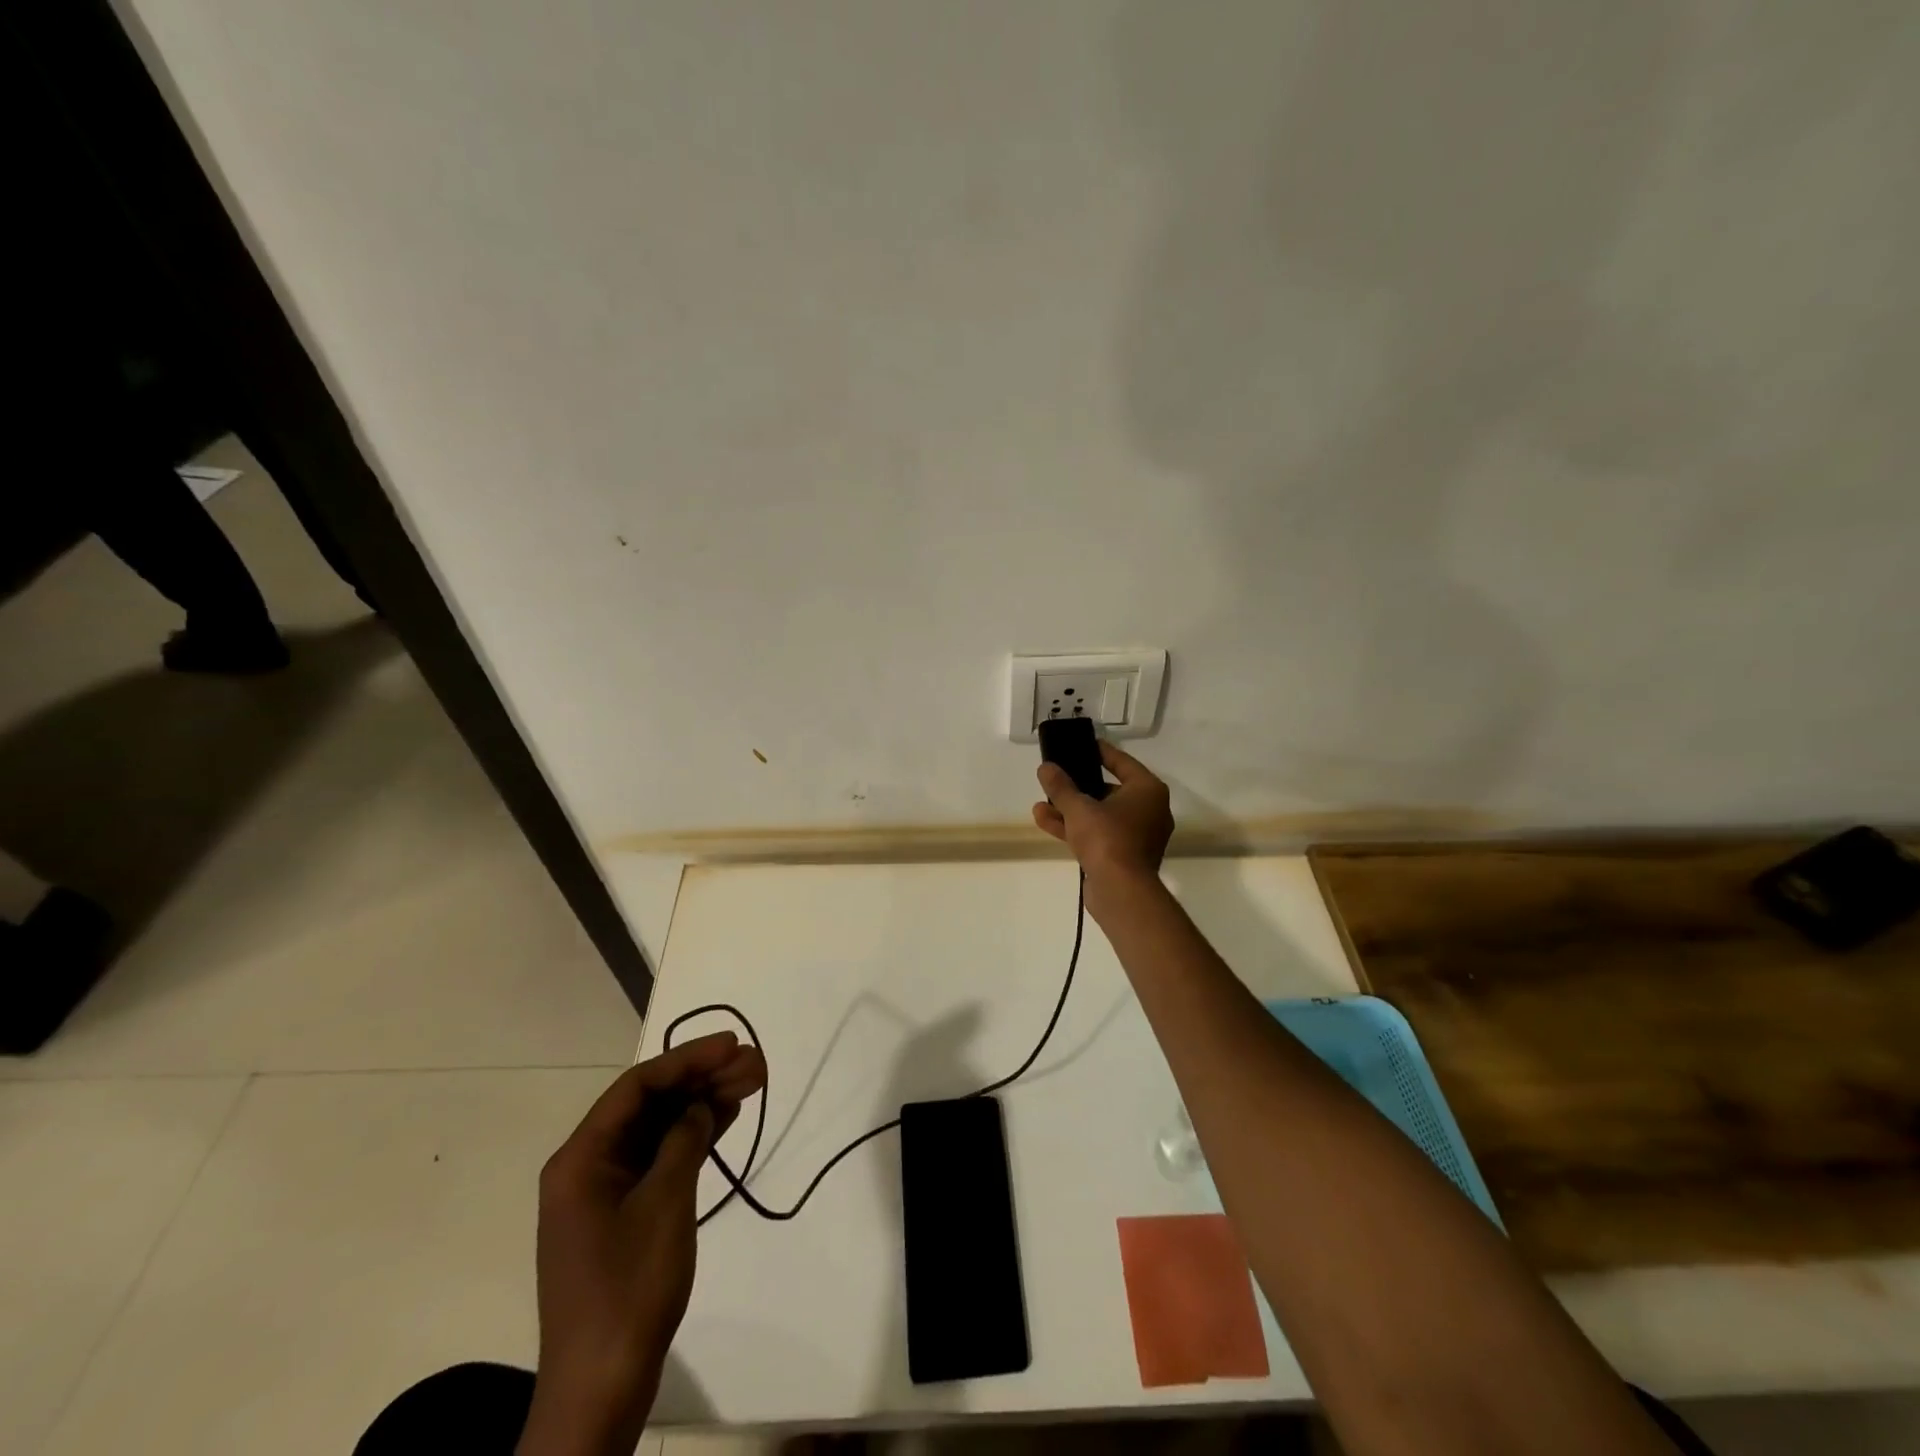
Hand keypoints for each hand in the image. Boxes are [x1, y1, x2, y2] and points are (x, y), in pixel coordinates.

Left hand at [519, 1033, 765, 1455]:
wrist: (601, 1386)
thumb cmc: (629, 1287)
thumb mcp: (665, 1203)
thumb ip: (684, 1141)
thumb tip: (700, 1105)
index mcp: (582, 1157)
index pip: (638, 1086)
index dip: (687, 1058)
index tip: (732, 1045)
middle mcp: (589, 1164)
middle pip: (651, 1103)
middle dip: (703, 1077)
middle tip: (755, 1062)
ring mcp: (607, 1189)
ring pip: (660, 1127)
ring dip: (704, 1102)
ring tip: (754, 1080)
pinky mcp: (625, 1211)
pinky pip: (662, 1156)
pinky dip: (695, 1135)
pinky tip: (729, 1116)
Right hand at [1032, 741, 1174, 886]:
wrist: (1121, 892)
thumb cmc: (1107, 838)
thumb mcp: (1078, 807)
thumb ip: (1061, 786)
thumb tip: (1046, 767)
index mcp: (1148, 791)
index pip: (1122, 762)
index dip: (1099, 752)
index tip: (1081, 745)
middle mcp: (1149, 810)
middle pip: (1109, 790)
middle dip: (1077, 787)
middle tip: (1057, 777)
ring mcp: (1138, 836)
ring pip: (1100, 815)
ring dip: (1070, 810)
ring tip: (1040, 803)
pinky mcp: (1124, 856)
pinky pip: (1099, 835)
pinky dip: (1076, 828)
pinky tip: (1045, 821)